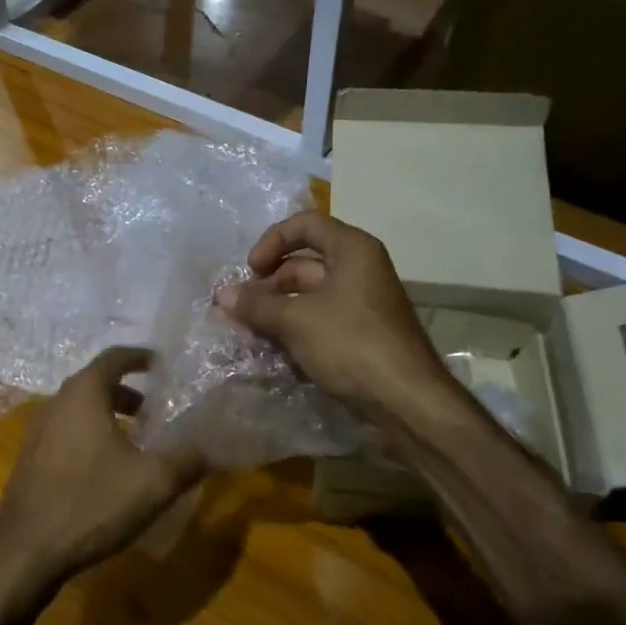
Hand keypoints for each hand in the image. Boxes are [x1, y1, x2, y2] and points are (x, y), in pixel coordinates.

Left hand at [0, 347, 206, 599]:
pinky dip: (91, 435)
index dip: (142, 357)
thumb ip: (187, 460)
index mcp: (84, 394)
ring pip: (80, 409)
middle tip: (156, 409)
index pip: (115, 356)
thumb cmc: (91, 503)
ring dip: (109, 415)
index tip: (163, 365)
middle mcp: (56, 402)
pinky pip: (67, 432)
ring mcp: (38, 431)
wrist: (25, 552)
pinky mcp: (30, 459)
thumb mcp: (154, 483)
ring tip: (137, 441)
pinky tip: (107, 469)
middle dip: (129, 391)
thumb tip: (207, 449)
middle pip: (96, 382)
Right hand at [215, 210, 449, 421]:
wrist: (405, 399)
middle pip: (304, 262)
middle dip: (269, 283)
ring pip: (309, 294)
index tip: (250, 270)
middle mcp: (360, 269)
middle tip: (241, 308)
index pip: (305, 225)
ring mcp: (362, 303)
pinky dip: (295, 327)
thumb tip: (221, 295)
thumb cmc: (351, 343)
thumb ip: (257, 305)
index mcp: (352, 250)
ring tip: (249, 330)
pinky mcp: (360, 333)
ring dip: (278, 308)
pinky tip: (273, 347)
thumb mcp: (296, 320)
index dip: (272, 241)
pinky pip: (320, 319)